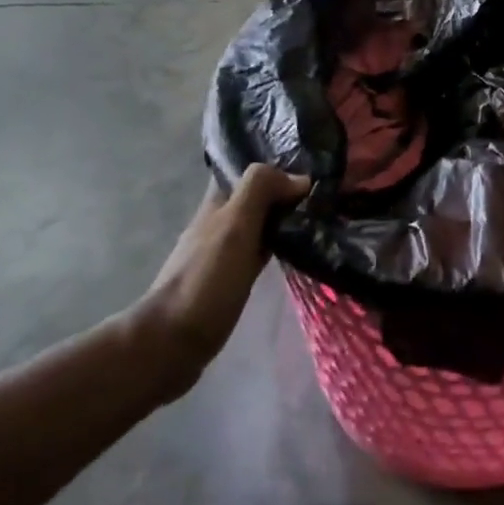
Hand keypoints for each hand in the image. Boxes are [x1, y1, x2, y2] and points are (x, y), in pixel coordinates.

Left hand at [139, 165, 309, 396]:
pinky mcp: (233, 280)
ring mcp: (225, 253)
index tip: (314, 166)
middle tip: (330, 193)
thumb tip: (300, 178)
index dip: (275, 164)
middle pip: (256, 197)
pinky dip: (280, 246)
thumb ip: (260, 191)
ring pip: (260, 224)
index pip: (246, 170)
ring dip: (286, 218)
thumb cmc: (206, 280)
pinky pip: (261, 252)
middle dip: (286, 191)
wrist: (173, 341)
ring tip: (325, 217)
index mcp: (217, 204)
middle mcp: (220, 224)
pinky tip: (301, 252)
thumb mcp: (234, 227)